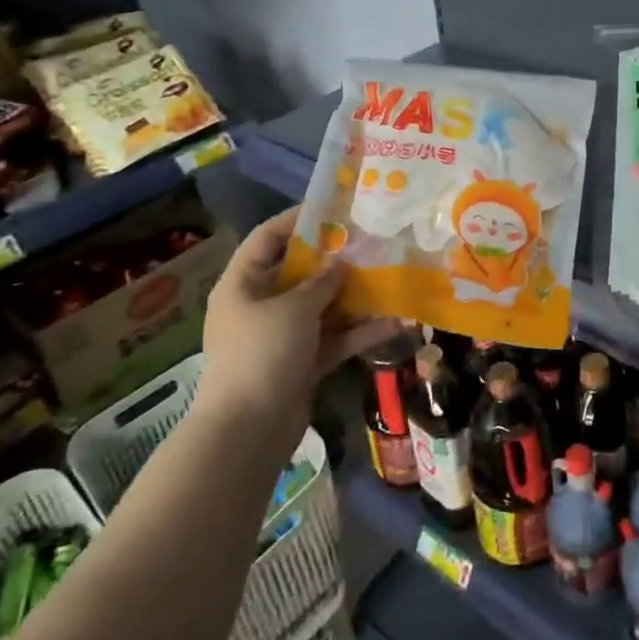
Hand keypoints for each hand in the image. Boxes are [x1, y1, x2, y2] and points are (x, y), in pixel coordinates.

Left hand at [194, 209, 401, 439]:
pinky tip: (395, 323)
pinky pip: (333, 339)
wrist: (249, 429)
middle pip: (301, 273)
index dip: (297, 220)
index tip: (333, 210)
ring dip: (354, 298)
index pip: (267, 239)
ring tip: (390, 279)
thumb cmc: (263, 353)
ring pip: (323, 308)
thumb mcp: (294, 309)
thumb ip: (322, 282)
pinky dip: (359, 333)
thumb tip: (341, 262)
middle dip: (336, 261)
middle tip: (371, 243)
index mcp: (243, 284)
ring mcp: (282, 336)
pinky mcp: (302, 363)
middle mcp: (260, 306)